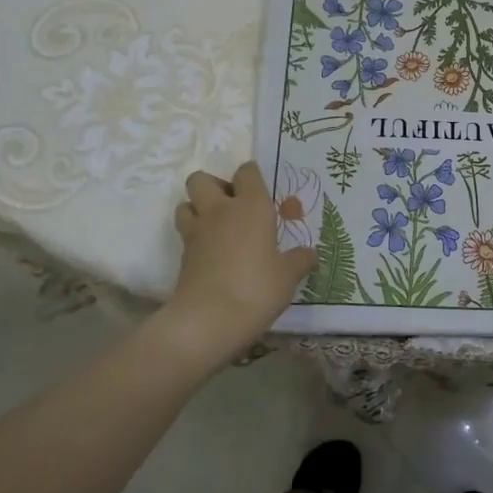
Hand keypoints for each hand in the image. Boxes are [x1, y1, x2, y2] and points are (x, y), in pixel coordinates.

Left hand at [154, 162, 315, 372]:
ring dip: (198, 210)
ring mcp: (196, 232)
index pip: (247, 172)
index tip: (263, 193)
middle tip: (233, 208)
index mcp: (251, 206)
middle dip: (214, 187)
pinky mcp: (182, 256)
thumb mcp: (288, 276)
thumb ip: (300, 260)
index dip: (253, 177)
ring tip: (218, 229)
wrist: (207, 320)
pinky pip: (185, 234)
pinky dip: (195, 238)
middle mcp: (220, 211)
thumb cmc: (256, 288)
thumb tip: (310, 254)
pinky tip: (212, 256)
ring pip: (185, 203)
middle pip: (202, 179)